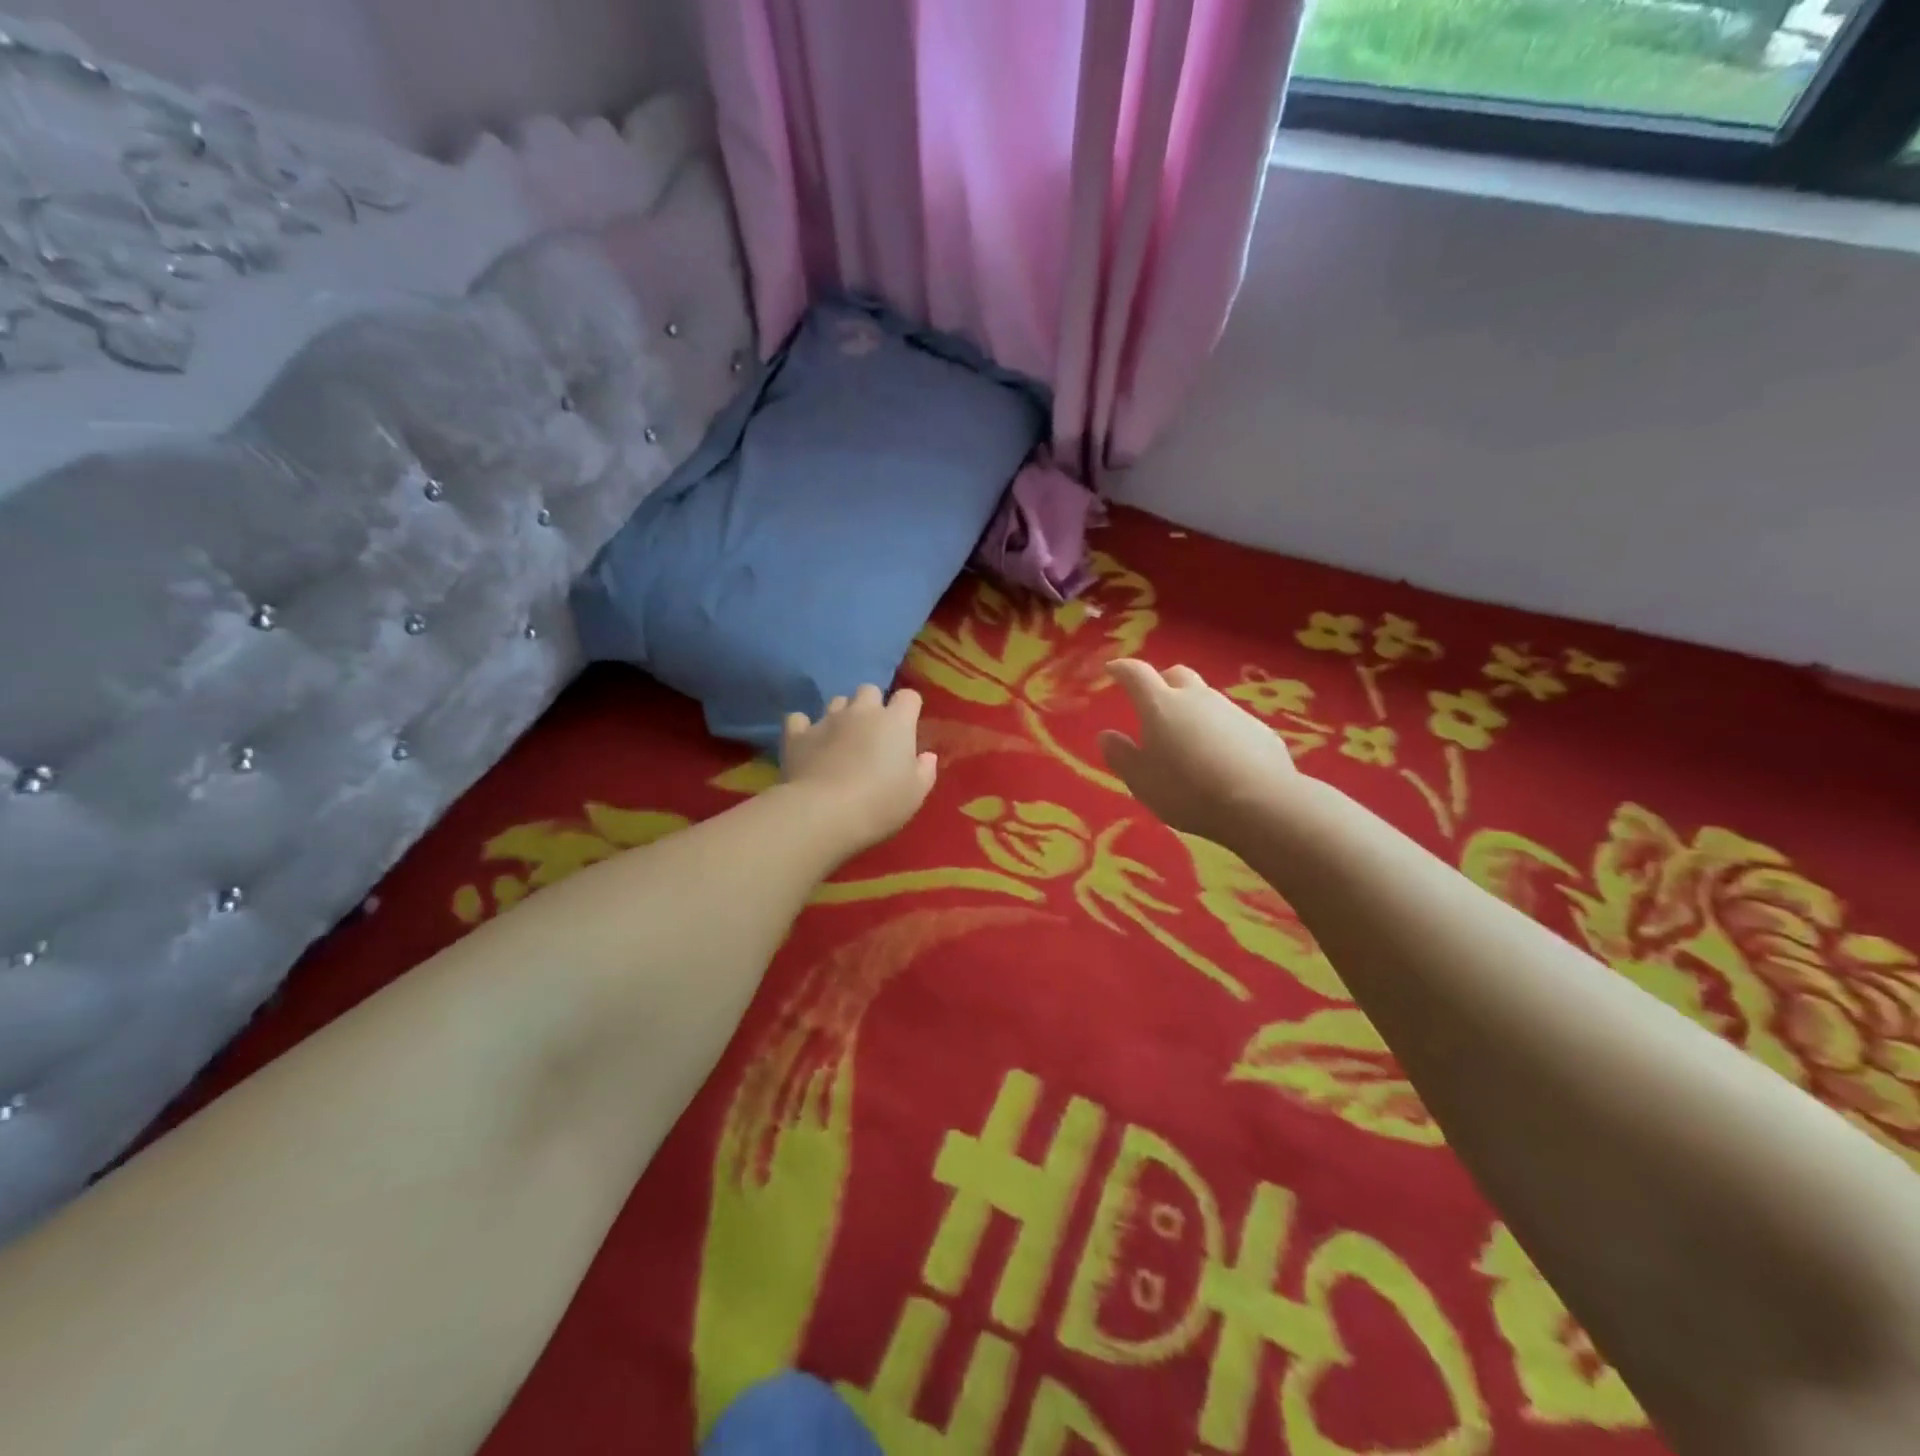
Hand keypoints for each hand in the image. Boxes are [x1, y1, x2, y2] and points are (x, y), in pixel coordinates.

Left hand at [781, 685, 937, 856]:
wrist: (823, 813)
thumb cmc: (880, 803)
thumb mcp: (915, 794)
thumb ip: (924, 771)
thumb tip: (926, 756)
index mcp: (895, 722)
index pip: (908, 697)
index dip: (909, 709)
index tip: (907, 728)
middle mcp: (861, 712)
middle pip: (869, 690)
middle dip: (872, 706)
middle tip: (872, 734)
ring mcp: (827, 720)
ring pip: (836, 701)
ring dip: (841, 714)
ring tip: (840, 739)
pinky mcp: (797, 734)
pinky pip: (799, 719)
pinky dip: (804, 728)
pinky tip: (807, 743)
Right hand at [1098, 660, 1298, 844]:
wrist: (1261, 803)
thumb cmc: (1187, 791)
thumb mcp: (1142, 781)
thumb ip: (1121, 756)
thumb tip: (1106, 735)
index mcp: (1161, 705)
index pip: (1136, 674)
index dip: (1122, 669)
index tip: (1113, 670)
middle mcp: (1197, 698)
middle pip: (1177, 676)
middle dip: (1162, 682)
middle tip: (1154, 703)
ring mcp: (1232, 711)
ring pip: (1206, 699)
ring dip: (1193, 710)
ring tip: (1188, 739)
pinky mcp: (1259, 730)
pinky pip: (1231, 723)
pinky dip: (1219, 731)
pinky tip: (1221, 758)